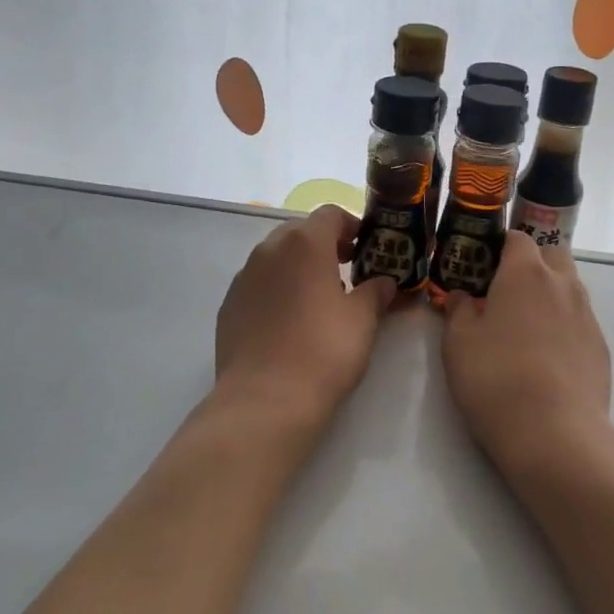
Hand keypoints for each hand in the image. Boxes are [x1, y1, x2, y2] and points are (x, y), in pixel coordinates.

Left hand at [215, 205, 396, 428]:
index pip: (330, 214)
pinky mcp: (229, 305)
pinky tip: (288, 321)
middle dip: (324, 245)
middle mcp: (268, 251)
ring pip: (275, 257)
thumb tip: (384, 282)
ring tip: (317, 299)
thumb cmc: (323, 352)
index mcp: (304, 244)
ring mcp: (243, 278)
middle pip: (299, 232)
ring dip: (298, 267)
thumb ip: (375, 292)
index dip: (351, 226)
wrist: (265, 399)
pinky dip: (276, 289)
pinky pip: (257, 284)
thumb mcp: (362, 320)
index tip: (365, 249)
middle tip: (346, 271)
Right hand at [442, 231, 612, 480]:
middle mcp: (563, 285)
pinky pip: (579, 321)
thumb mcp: (458, 343)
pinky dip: (562, 326)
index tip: (481, 264)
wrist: (555, 433)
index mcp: (526, 273)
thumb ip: (459, 310)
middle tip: (504, 292)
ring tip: (524, 326)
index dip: (499, 245)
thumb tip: (463, 296)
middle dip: (531, 264)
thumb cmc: (496, 378)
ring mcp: (587, 316)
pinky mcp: (601, 347)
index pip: (517, 238)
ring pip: (568, 288)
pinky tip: (545, 357)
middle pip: (552, 255)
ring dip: (548, 294)